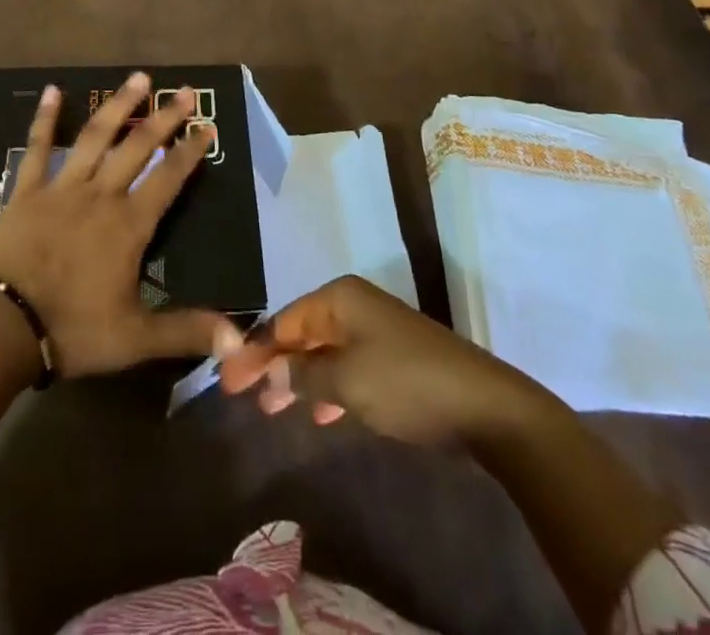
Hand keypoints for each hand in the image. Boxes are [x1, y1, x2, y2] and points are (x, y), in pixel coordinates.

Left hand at [0, 72, 231, 376]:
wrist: (2, 327)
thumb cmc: (72, 330)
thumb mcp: (136, 338)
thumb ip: (187, 332)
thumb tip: (241, 341)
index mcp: (129, 224)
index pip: (169, 178)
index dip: (190, 151)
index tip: (208, 126)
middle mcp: (101, 194)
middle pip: (138, 146)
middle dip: (165, 117)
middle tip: (185, 90)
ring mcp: (62, 187)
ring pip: (96, 136)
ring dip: (119, 106)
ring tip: (138, 78)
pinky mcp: (28, 190)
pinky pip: (38, 147)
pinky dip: (46, 118)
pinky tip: (53, 90)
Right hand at [219, 274, 545, 444]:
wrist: (483, 406)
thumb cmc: (405, 383)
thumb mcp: (345, 382)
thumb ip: (301, 376)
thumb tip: (266, 373)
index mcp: (339, 297)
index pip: (283, 321)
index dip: (253, 350)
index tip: (226, 379)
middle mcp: (353, 304)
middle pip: (301, 332)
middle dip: (272, 362)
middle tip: (242, 394)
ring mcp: (375, 329)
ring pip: (323, 351)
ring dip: (298, 377)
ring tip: (273, 408)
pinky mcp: (392, 356)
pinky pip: (346, 365)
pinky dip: (328, 386)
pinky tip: (320, 412)